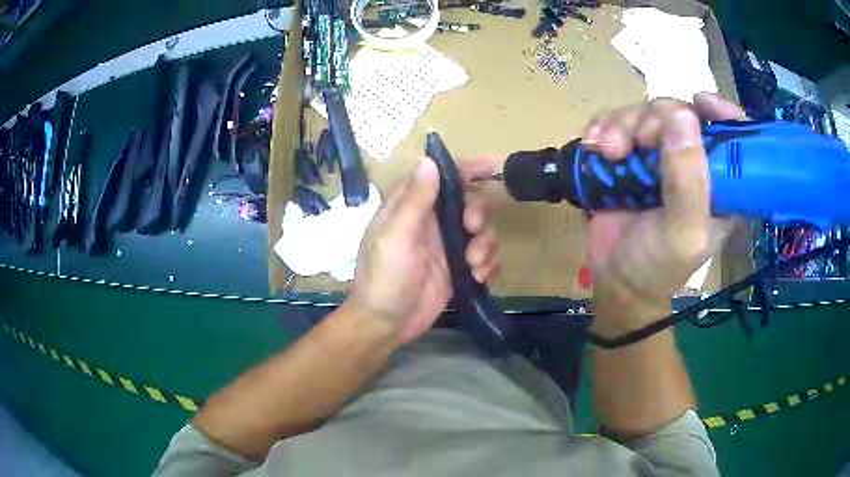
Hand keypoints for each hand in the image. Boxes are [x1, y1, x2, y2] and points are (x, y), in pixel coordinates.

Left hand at [347, 158, 499, 344]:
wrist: (387, 324)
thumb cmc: (385, 277)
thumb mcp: (397, 235)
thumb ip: (415, 199)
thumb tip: (429, 159)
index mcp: (412, 206)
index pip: (442, 176)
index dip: (468, 168)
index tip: (494, 167)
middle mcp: (432, 221)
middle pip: (469, 202)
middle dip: (478, 213)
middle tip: (473, 229)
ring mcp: (447, 246)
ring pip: (482, 230)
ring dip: (485, 244)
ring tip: (474, 265)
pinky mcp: (458, 269)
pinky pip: (485, 257)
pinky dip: (488, 264)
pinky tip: (477, 278)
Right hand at [585, 93, 744, 337]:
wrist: (616, 282)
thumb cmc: (658, 267)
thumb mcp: (683, 233)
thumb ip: (688, 180)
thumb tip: (682, 115)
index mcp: (721, 182)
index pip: (734, 134)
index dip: (722, 110)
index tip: (700, 102)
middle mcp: (693, 162)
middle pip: (679, 111)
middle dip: (655, 118)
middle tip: (639, 142)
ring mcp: (658, 155)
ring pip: (644, 112)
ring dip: (621, 124)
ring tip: (608, 151)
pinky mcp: (629, 155)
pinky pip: (615, 121)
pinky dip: (602, 127)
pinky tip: (594, 146)